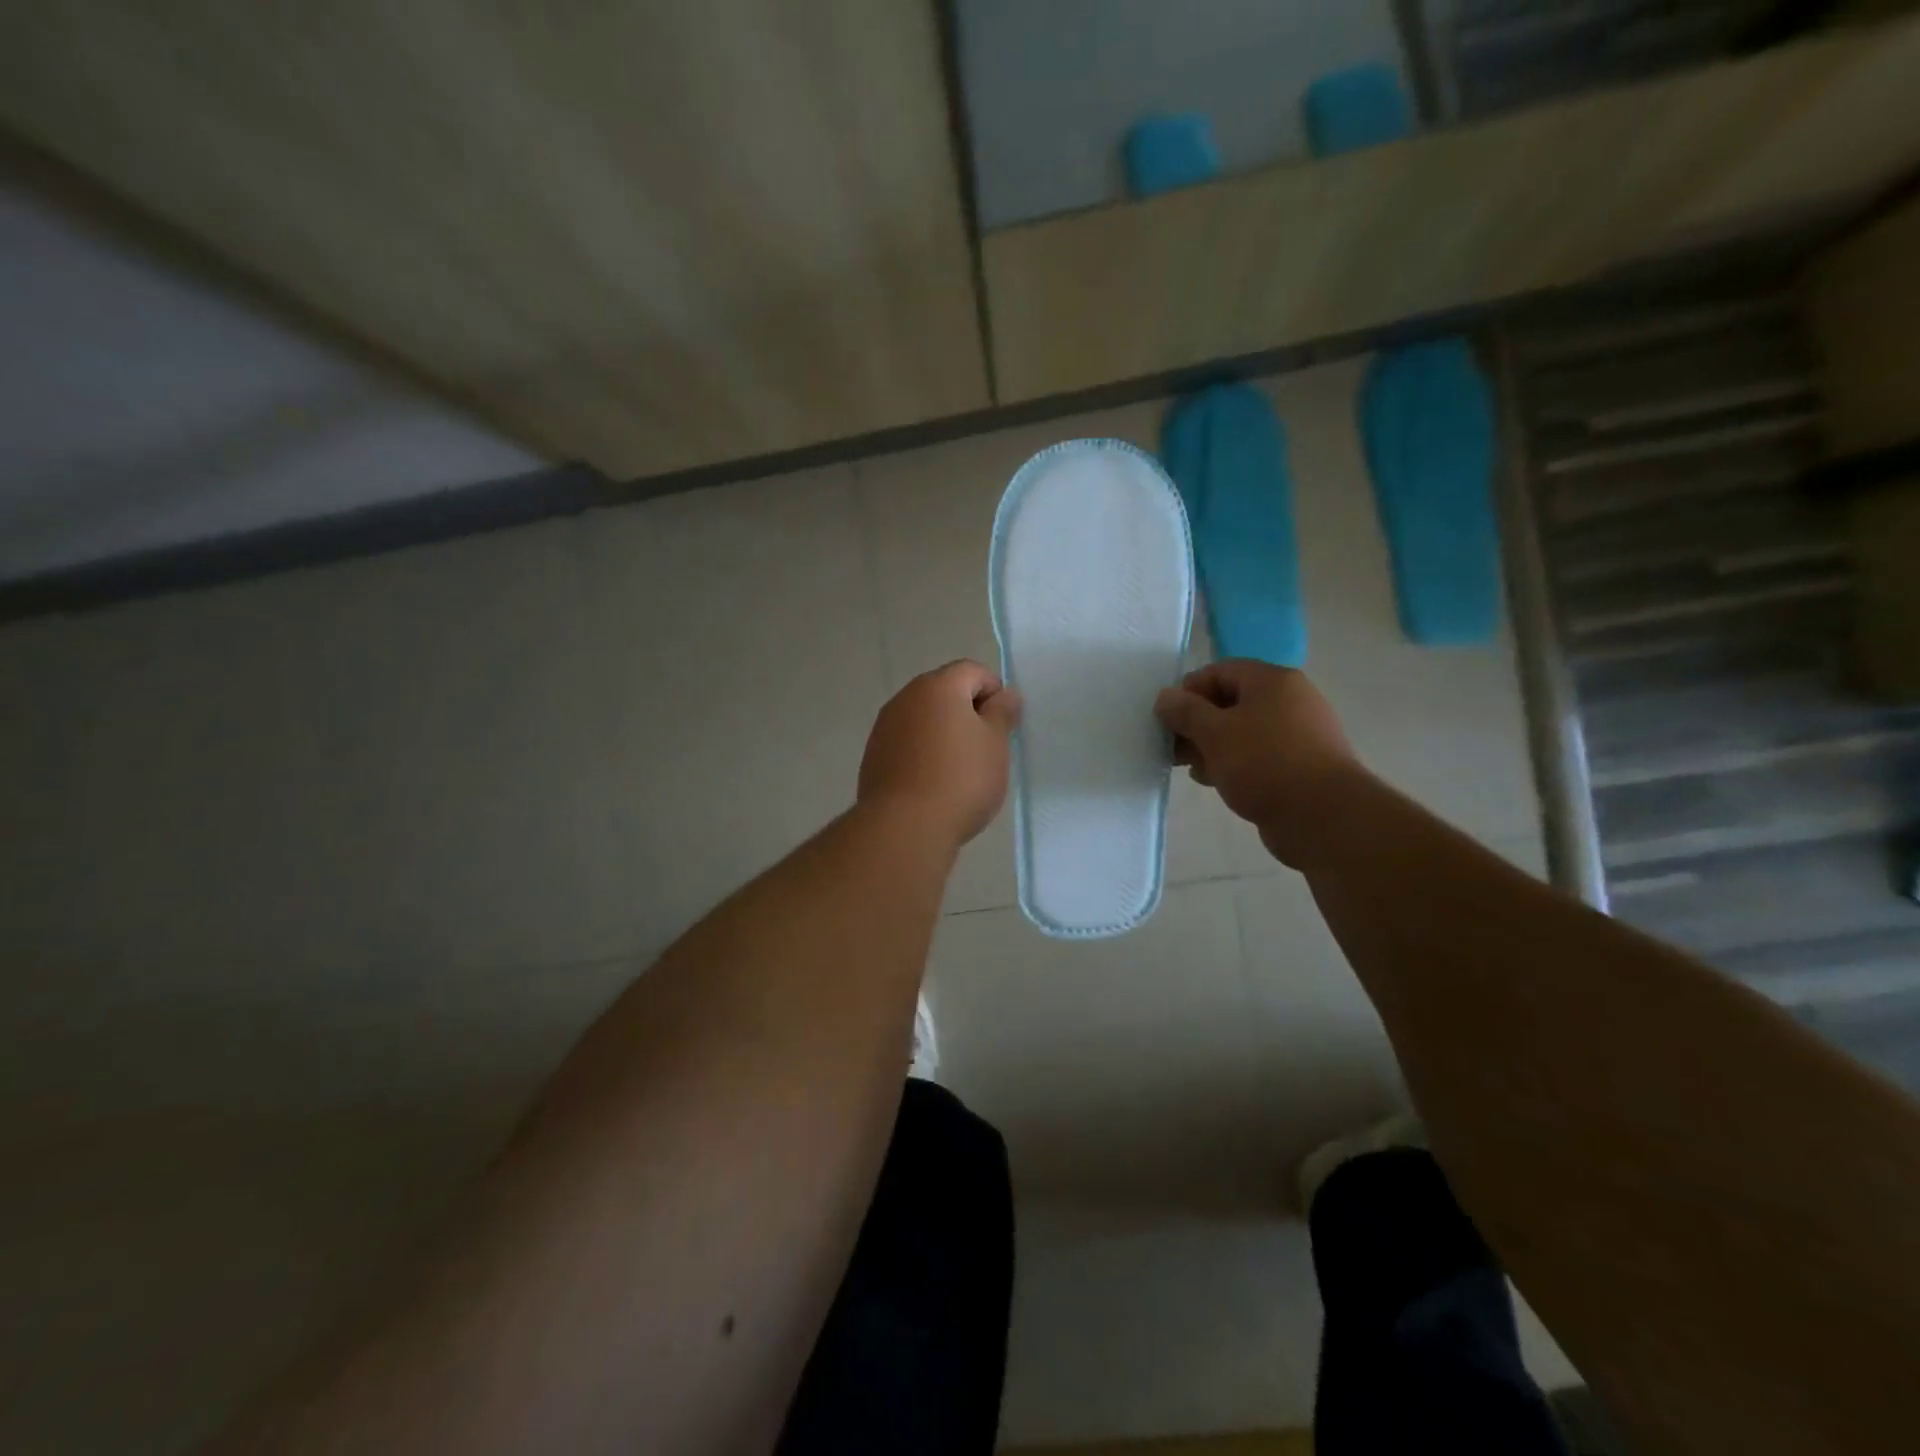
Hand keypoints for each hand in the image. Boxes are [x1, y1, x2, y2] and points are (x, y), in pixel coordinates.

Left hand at [859, 660, 1020, 849]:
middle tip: (985, 749)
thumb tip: (1005, 695)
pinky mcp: (873, 756)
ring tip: (959, 770)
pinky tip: (933, 784)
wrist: (904, 827)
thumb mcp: (995, 745)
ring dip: (943, 733)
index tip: (1003, 726)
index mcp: (938, 686)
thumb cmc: (961, 780)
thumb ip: (1002, 713)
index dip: (994, 692)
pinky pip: (906, 743)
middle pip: (944, 692)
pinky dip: (922, 753)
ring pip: (923, 718)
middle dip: (967, 712)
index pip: (972, 671)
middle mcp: (905, 698)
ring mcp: (884, 727)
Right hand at [1154, 660, 1363, 868]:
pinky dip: (1234, 763)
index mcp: (1273, 681)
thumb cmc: (1264, 764)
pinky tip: (1216, 782)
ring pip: (1242, 731)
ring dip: (1212, 746)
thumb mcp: (1214, 733)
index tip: (1167, 719)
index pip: (1220, 671)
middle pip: (1230, 701)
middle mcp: (1289, 700)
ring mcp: (1298, 734)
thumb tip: (1165, 696)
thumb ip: (1185, 711)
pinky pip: (1257, 755)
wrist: (1324, 817)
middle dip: (1197, 723)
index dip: (1188, 690)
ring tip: (1192, 769)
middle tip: (1173, 747)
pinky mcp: (1299, 765)